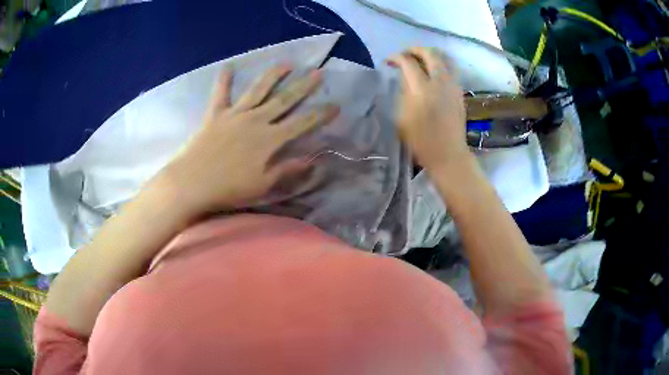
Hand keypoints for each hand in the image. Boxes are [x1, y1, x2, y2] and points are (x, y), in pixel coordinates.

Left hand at [153, 65, 339, 219]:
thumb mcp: (262, 185)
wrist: (192, 182)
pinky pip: (220, 93)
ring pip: (258, 90)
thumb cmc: (228, 189)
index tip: (335, 105)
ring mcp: (235, 114)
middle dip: (303, 86)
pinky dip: (224, 79)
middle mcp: (256, 121)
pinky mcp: (215, 114)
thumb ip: (286, 169)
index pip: (302, 123)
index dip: (320, 114)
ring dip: (273, 76)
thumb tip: (311, 160)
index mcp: (270, 140)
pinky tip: (228, 65)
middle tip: (318, 72)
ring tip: (286, 64)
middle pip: (284, 100)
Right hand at [387, 47, 470, 171]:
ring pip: (444, 58)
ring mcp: (453, 86)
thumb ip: (403, 92)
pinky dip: (440, 64)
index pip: (408, 62)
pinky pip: (451, 69)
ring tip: (420, 59)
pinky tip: (433, 72)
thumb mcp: (403, 117)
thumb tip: (404, 77)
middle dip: (414, 49)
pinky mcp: (459, 92)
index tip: (388, 62)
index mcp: (422, 89)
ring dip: (430, 54)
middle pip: (430, 53)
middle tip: (404, 55)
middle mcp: (440, 82)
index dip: (396, 58)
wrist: (448, 154)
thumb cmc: (421, 141)